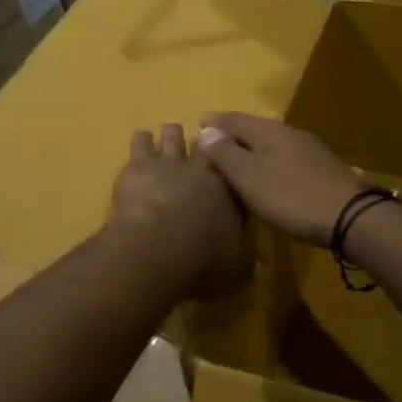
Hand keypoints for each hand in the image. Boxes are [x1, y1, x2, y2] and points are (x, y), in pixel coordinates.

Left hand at [112, 126, 250, 299]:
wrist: (159, 247)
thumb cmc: (203, 260)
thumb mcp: (237, 268)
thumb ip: (247, 261)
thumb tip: (260, 264)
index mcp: (230, 193)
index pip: (237, 175)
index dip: (235, 170)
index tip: (234, 166)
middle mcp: (204, 172)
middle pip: (208, 149)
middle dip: (207, 144)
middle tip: (205, 141)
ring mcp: (171, 163)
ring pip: (175, 137)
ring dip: (173, 135)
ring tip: (172, 133)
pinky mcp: (141, 164)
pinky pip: (142, 142)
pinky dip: (142, 140)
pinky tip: (141, 139)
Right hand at [194, 113, 365, 247]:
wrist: (351, 216)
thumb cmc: (292, 196)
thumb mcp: (251, 178)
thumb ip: (226, 154)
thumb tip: (206, 129)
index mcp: (269, 131)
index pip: (234, 119)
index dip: (214, 122)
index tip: (197, 123)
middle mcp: (289, 133)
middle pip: (253, 128)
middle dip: (232, 134)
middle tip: (211, 144)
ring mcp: (308, 150)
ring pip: (271, 143)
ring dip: (251, 149)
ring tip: (235, 162)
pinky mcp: (321, 169)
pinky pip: (284, 158)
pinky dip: (268, 162)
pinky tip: (267, 177)